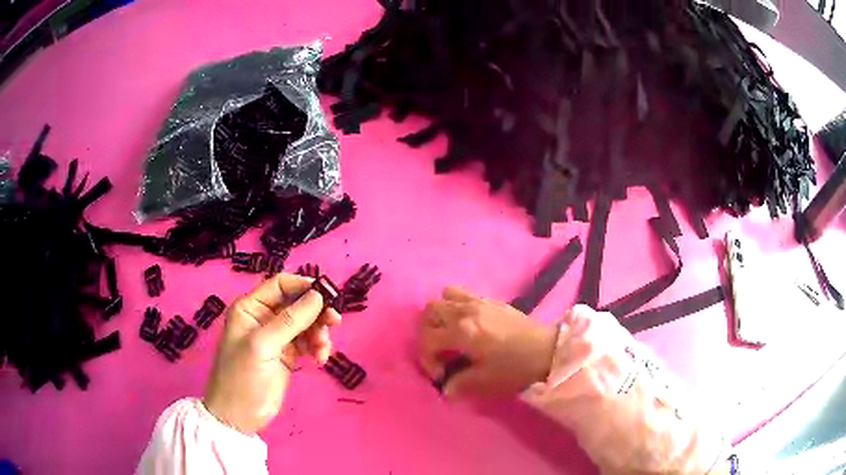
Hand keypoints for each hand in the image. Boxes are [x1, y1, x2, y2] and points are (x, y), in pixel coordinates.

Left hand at [203, 273, 340, 433]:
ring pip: (306, 323)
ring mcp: (276, 337)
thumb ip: (290, 320)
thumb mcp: (263, 346)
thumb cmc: (242, 377)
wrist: (239, 416)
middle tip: (335, 323)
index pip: (280, 285)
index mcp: (250, 307)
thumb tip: (318, 296)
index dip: (304, 287)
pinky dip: (317, 347)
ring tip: (322, 350)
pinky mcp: (287, 354)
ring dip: (319, 333)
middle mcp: (263, 317)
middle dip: (316, 312)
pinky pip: (308, 341)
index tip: (327, 297)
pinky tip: (319, 360)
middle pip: (297, 303)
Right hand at [417, 287, 557, 398]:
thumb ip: (459, 384)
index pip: (427, 339)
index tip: (441, 375)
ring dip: (440, 314)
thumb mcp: (485, 381)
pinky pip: (462, 293)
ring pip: (444, 297)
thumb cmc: (515, 367)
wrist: (546, 349)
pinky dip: (455, 305)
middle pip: (430, 311)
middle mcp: (465, 311)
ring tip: (449, 333)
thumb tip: (446, 389)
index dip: (427, 359)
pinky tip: (466, 324)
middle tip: (439, 351)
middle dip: (427, 333)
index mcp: (462, 332)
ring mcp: (477, 302)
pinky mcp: (489, 299)